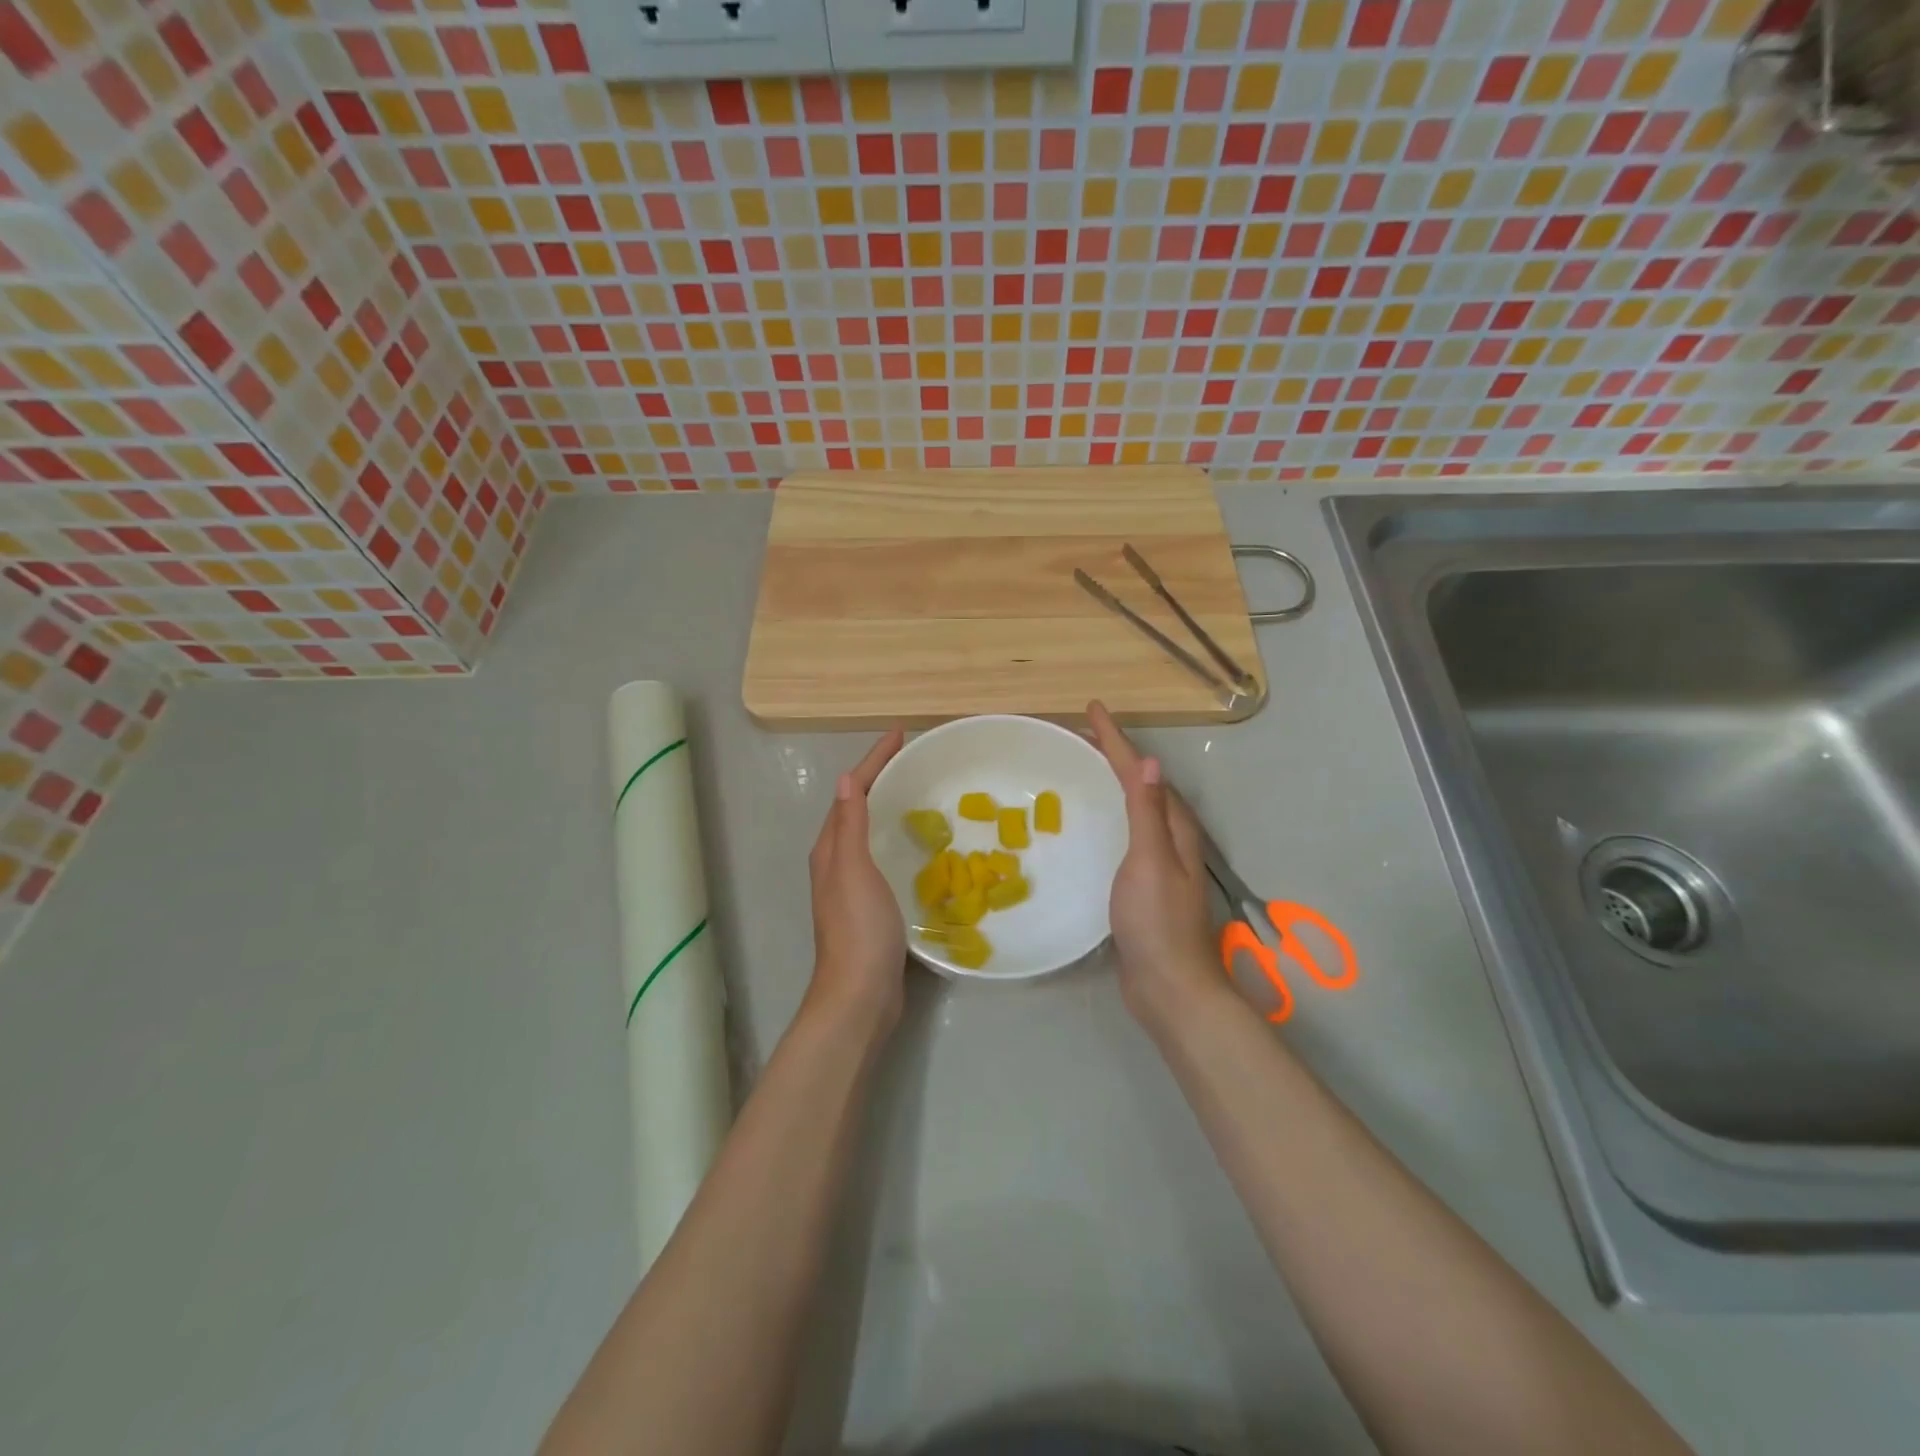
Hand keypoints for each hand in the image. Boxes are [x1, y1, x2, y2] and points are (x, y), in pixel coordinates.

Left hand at [806, 729, 907, 1035]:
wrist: (861, 994)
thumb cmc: (859, 928)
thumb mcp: (853, 869)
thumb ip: (850, 825)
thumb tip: (844, 779)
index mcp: (831, 849)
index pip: (851, 791)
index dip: (874, 760)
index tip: (900, 733)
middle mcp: (838, 862)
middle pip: (858, 807)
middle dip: (881, 778)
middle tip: (913, 757)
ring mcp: (854, 886)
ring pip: (871, 832)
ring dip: (889, 807)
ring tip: (919, 791)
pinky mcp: (874, 905)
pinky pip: (885, 856)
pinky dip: (899, 838)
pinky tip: (921, 845)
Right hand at [1087, 701, 1219, 1021]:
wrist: (1169, 987)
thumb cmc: (1157, 922)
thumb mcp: (1150, 861)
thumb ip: (1147, 814)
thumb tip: (1148, 762)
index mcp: (1175, 829)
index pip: (1143, 773)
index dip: (1118, 741)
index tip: (1093, 710)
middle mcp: (1172, 840)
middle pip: (1144, 786)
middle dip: (1117, 757)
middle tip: (1085, 736)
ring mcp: (1160, 865)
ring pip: (1137, 810)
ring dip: (1115, 784)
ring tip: (1088, 769)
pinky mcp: (1144, 886)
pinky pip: (1127, 835)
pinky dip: (1111, 816)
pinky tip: (1094, 825)